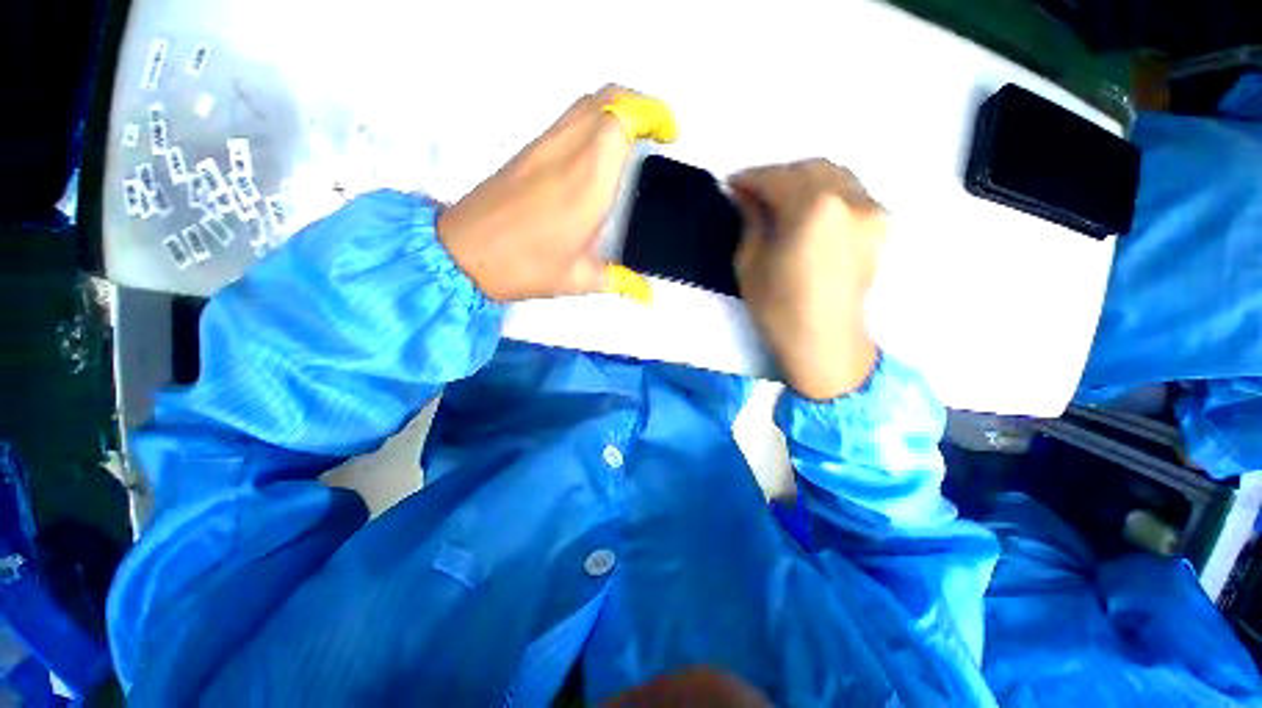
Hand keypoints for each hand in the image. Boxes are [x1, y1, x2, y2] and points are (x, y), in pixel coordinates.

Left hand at [437, 86, 671, 301]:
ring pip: (586, 103)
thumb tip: (647, 295)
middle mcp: (567, 151)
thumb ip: (621, 281)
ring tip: (633, 138)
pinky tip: (598, 153)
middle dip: (639, 105)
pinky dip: (593, 120)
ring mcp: (544, 145)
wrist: (464, 253)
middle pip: (607, 99)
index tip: (669, 133)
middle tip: (655, 133)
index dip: (651, 115)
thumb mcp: (580, 279)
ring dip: (615, 109)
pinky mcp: (528, 150)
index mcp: (587, 181)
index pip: (621, 120)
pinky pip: (568, 118)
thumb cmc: (527, 267)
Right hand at [730, 159, 887, 400]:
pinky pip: (850, 192)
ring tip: (780, 197)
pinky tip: (809, 209)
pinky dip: (825, 191)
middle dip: (776, 175)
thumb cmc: (779, 308)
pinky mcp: (881, 224)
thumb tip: (746, 196)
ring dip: (802, 179)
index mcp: (812, 209)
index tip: (731, 185)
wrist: (825, 341)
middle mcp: (849, 198)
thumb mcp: (750, 263)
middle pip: (808, 168)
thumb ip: (751, 220)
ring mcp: (871, 209)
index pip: (776, 178)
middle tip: (753, 192)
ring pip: (834, 175)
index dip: (749, 178)